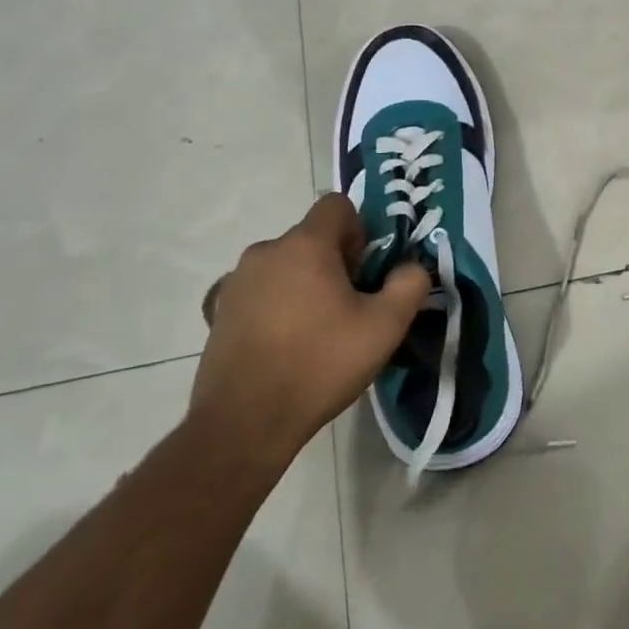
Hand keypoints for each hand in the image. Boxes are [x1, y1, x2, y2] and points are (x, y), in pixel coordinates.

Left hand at [190, 194, 430, 470]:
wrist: (245, 422)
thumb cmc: (320, 364)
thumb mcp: (385, 327)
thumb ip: (409, 284)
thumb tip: (411, 268)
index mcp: (305, 245)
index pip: (336, 206)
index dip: (359, 231)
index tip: (364, 272)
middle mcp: (265, 251)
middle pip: (311, 238)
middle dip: (334, 263)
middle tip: (348, 308)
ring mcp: (235, 282)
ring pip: (284, 266)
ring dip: (304, 284)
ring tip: (316, 332)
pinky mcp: (217, 312)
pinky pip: (259, 292)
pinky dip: (275, 306)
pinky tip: (283, 345)